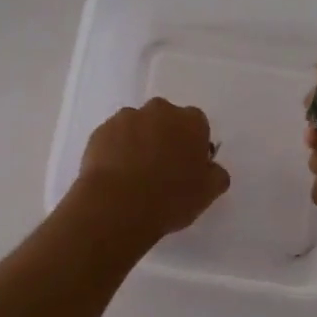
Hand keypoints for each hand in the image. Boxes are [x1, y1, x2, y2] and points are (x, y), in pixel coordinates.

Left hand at [76, 98, 230, 242]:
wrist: (117, 205)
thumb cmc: (170, 198)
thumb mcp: (207, 193)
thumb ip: (216, 174)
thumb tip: (211, 168)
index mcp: (190, 121)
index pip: (197, 125)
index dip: (193, 145)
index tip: (188, 166)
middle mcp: (159, 111)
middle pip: (165, 120)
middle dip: (165, 137)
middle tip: (161, 169)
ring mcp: (126, 118)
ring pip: (137, 127)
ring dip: (138, 142)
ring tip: (134, 175)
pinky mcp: (100, 131)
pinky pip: (113, 138)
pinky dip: (115, 151)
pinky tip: (116, 176)